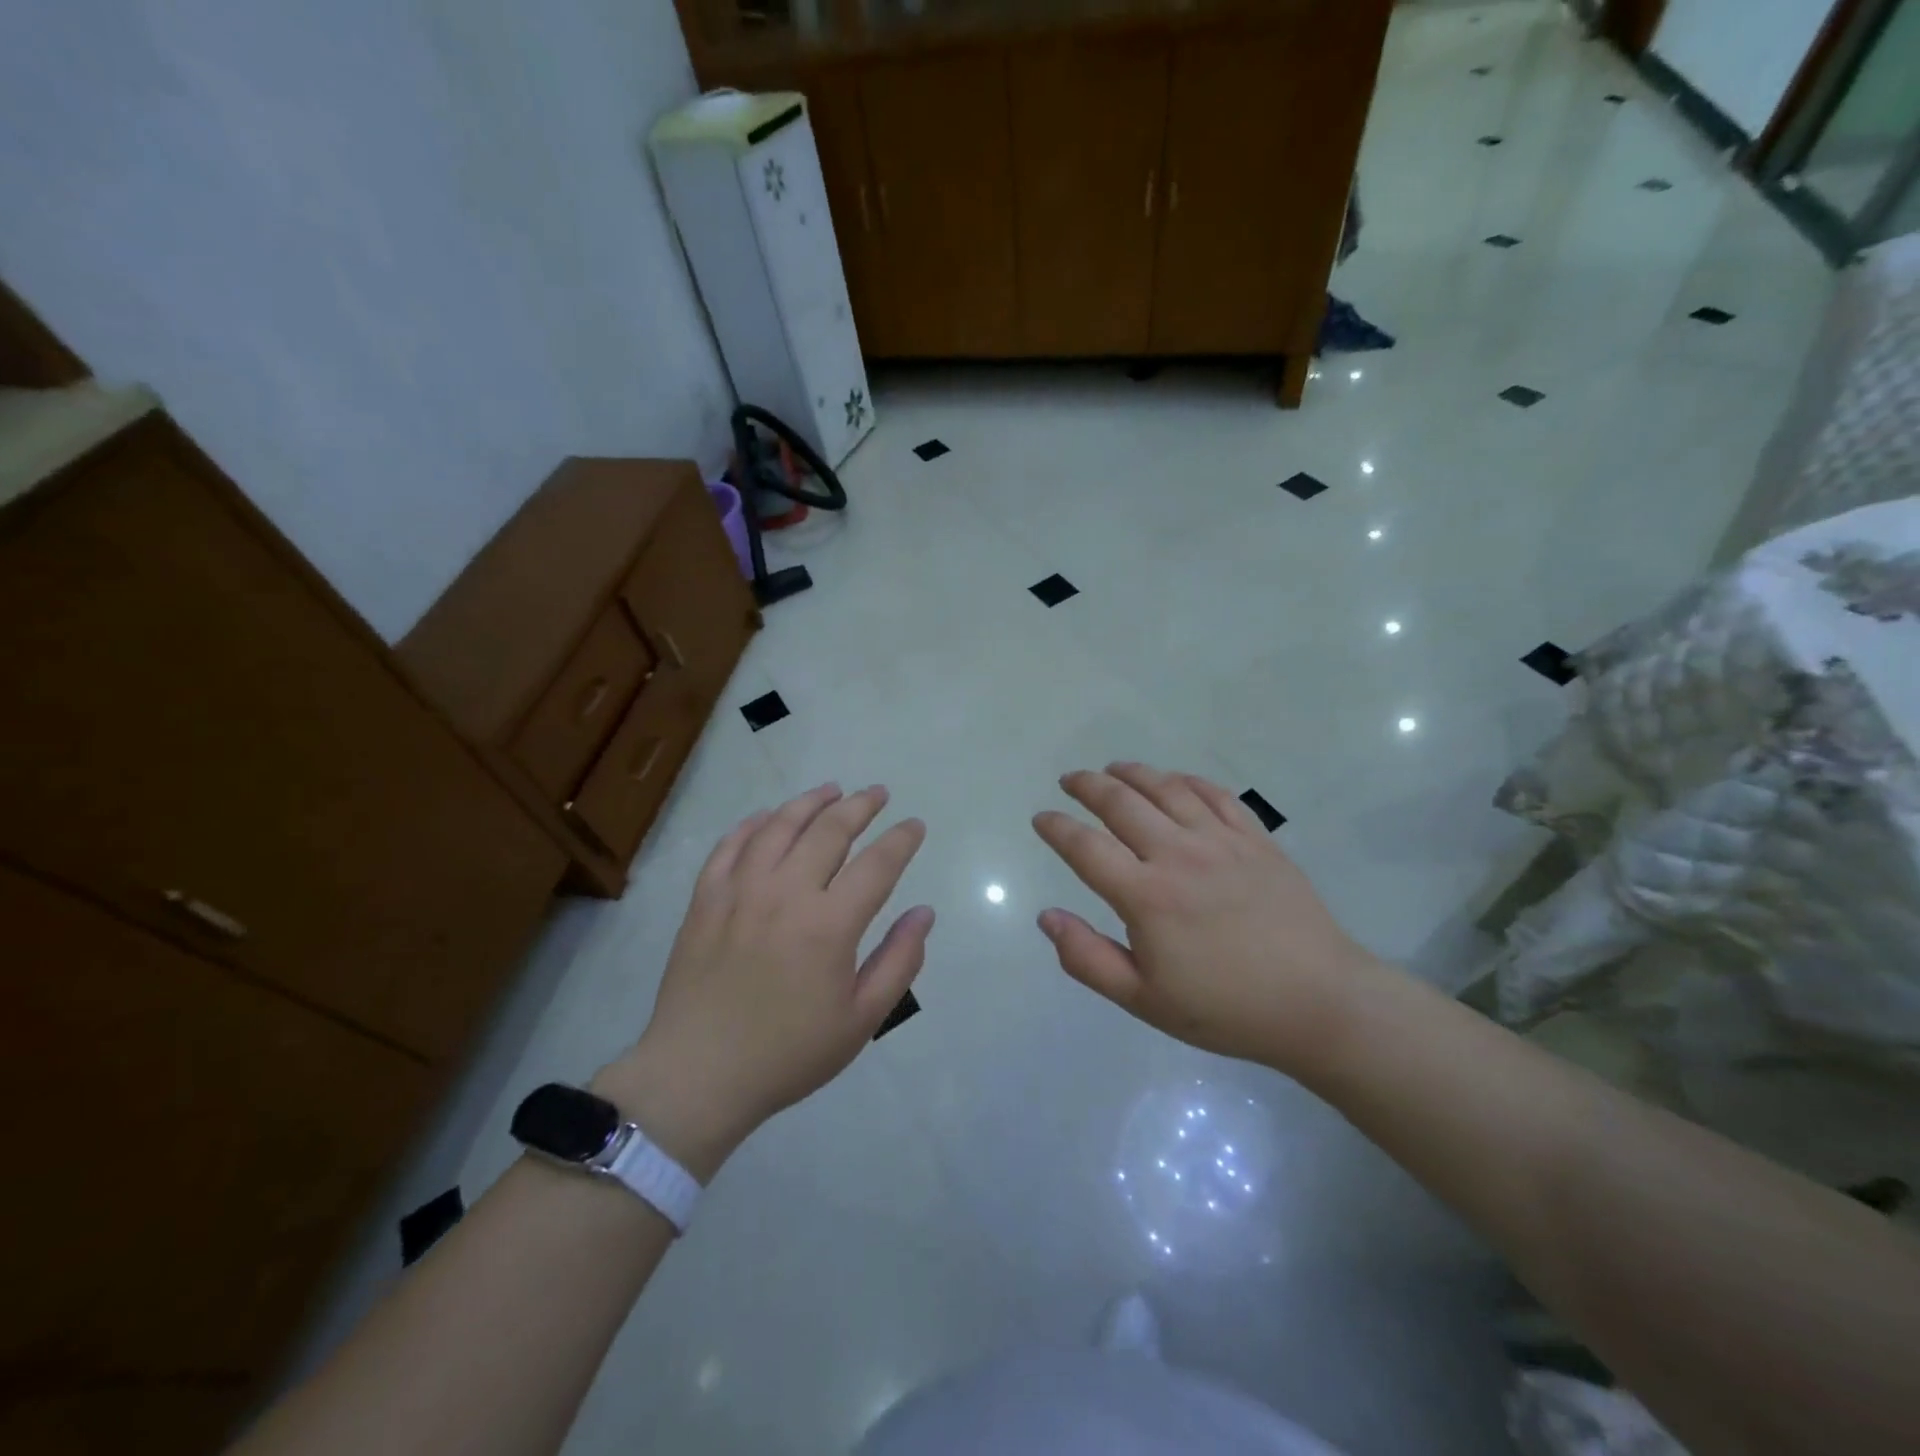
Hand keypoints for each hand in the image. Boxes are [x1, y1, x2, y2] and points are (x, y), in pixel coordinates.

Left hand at [595, 784, 932, 1179]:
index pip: (878, 863)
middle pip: (830, 830)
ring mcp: (740, 891)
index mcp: (829, 924)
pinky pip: (731, 845)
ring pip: (780, 825)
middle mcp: (786, 893)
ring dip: (810, 802)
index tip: (915, 825)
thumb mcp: (861, 1020)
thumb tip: (924, 913)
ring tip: (831, 790)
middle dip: (861, 806)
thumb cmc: (788, 1053)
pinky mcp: (706, 898)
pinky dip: (753, 823)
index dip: (901, 839)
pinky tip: (768, 816)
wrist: (698, 1075)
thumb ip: (899, 961)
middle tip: (878, 793)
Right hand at [1032, 763, 1386, 1073]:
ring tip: (1112, 768)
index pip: (1085, 848)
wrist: (1319, 1003)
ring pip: (1166, 789)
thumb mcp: (1144, 1000)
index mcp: (1146, 896)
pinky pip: (1215, 795)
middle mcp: (1178, 855)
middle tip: (1070, 780)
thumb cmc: (1225, 1008)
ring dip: (1132, 773)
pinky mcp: (1256, 839)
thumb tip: (1047, 916)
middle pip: (1121, 803)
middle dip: (1087, 786)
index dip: (1057, 828)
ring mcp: (1221, 842)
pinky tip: (1174, 780)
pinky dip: (1187, 780)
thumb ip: (1088, 958)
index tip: (1041, 818)